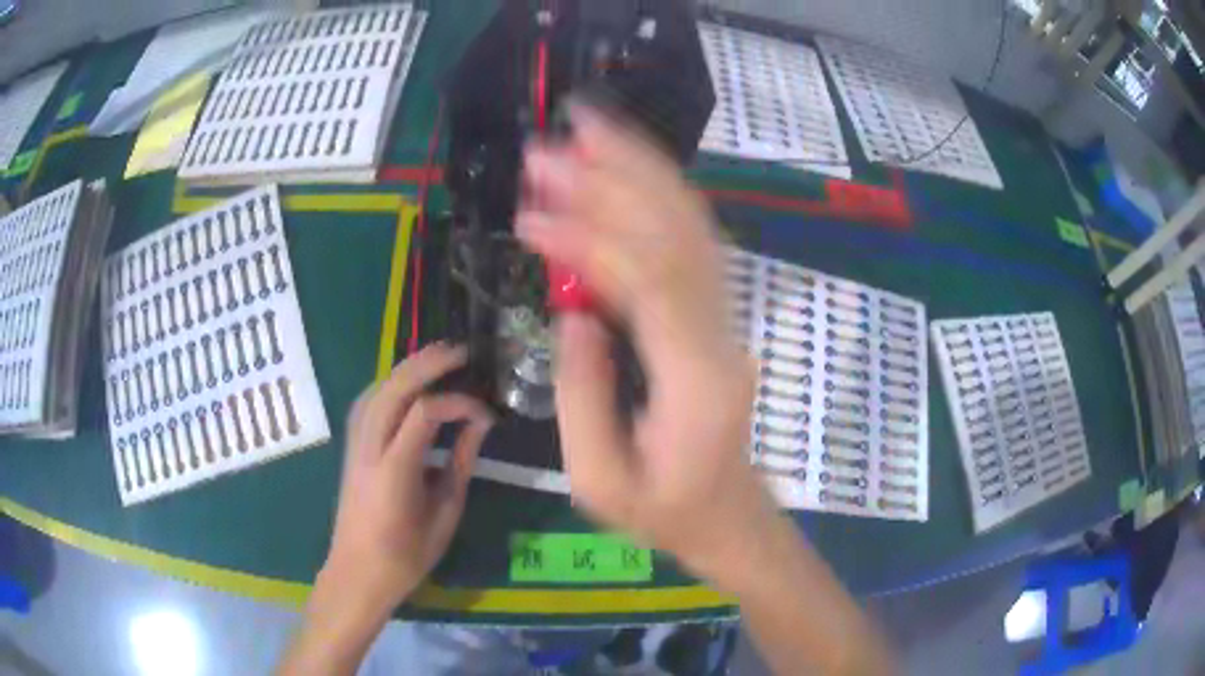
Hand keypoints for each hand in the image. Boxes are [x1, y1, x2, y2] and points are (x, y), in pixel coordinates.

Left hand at [321, 344, 493, 610]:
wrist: (357, 573)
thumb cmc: (406, 555)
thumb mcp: (444, 514)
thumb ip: (462, 464)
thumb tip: (480, 424)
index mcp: (395, 470)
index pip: (425, 412)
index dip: (459, 403)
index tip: (486, 413)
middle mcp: (369, 448)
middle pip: (394, 388)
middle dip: (427, 363)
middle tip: (461, 352)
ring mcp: (355, 446)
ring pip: (376, 390)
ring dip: (407, 368)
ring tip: (437, 358)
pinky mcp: (351, 448)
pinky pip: (366, 403)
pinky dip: (388, 385)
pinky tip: (405, 386)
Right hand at [516, 105, 780, 583]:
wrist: (728, 515)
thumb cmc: (664, 512)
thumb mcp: (600, 482)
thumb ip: (582, 396)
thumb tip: (571, 310)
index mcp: (696, 382)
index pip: (646, 283)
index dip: (587, 240)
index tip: (529, 219)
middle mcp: (720, 335)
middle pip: (676, 234)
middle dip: (613, 179)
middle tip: (551, 146)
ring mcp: (725, 319)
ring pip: (689, 225)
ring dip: (638, 170)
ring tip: (585, 129)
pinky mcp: (715, 314)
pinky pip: (690, 241)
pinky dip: (655, 195)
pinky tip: (619, 169)